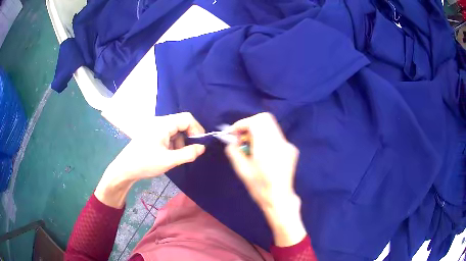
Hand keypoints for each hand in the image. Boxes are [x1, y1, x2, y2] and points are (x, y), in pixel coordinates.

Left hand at [95, 112, 205, 207]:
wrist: (124, 169)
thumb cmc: (145, 163)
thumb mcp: (169, 161)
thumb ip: (188, 153)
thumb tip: (202, 147)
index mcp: (163, 124)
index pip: (187, 118)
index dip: (197, 129)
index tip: (200, 144)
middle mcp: (159, 122)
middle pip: (181, 124)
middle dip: (188, 138)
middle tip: (189, 153)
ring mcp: (154, 127)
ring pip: (175, 130)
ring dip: (180, 142)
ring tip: (176, 157)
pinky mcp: (152, 134)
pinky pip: (168, 135)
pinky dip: (172, 144)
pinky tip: (168, 155)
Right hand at [225, 113, 305, 246]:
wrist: (279, 199)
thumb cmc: (259, 187)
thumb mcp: (241, 170)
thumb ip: (234, 151)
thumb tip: (232, 141)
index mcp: (267, 146)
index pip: (256, 122)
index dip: (242, 124)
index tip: (234, 134)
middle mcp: (280, 142)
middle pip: (265, 119)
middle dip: (250, 125)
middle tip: (242, 139)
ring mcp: (288, 145)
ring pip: (271, 127)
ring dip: (258, 132)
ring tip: (251, 148)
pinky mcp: (291, 150)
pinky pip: (276, 137)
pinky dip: (266, 139)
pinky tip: (263, 155)